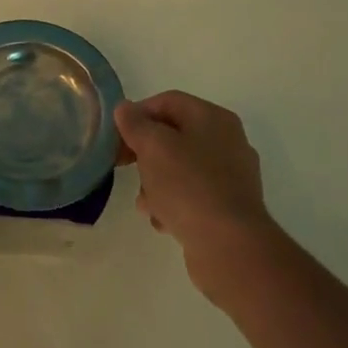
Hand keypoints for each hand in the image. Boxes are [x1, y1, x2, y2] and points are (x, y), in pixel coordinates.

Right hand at [115, 91, 278, 296]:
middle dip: (145, 152)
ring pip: (181, 168)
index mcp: (213, 118)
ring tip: (145, 203)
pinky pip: (193, 195)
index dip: (138, 114)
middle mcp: (227, 141)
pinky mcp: (229, 207)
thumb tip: (125, 109)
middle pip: (174, 135)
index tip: (116, 136)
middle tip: (122, 166)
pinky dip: (174, 203)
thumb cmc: (188, 185)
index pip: (168, 101)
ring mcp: (231, 176)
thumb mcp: (153, 147)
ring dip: (156, 182)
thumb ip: (136, 124)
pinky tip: (162, 220)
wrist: (229, 246)